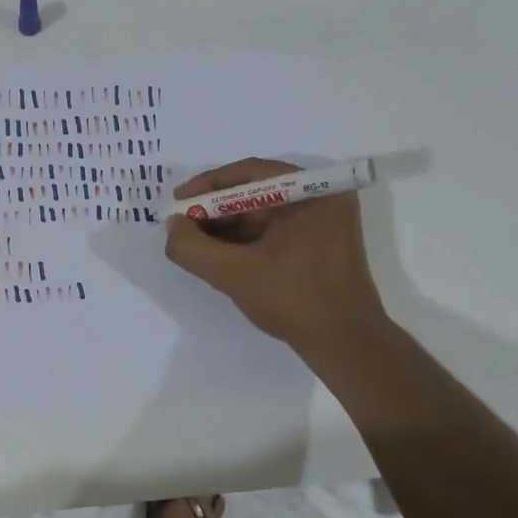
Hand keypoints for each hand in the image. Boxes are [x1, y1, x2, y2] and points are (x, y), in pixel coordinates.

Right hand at [163, 158, 393, 363]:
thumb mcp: (235, 273)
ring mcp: (322, 224)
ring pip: (262, 215)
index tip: (178, 200)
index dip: (208, 185)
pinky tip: (218, 256)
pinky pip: (273, 233)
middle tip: (181, 226)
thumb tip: (172, 227)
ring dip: (226, 228)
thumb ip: (193, 248)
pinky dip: (244, 242)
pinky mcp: (318, 246)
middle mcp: (321, 199)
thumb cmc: (295, 299)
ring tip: (194, 244)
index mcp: (312, 192)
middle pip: (255, 193)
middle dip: (215, 210)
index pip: (250, 173)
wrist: (345, 344)